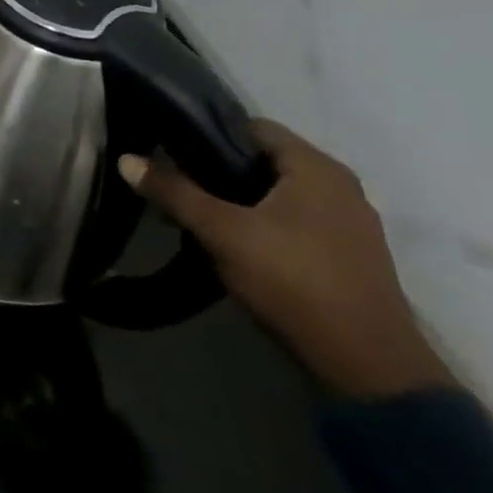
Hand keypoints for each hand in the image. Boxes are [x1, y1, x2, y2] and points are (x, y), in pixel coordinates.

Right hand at [120, 120, 454, 398]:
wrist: (366, 365)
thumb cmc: (293, 280)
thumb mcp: (222, 232)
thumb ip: (174, 192)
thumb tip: (126, 158)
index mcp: (317, 169)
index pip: (253, 127)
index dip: (208, 132)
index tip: (169, 149)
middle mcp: (340, 187)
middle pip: (264, 161)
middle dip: (217, 170)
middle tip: (175, 185)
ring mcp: (349, 223)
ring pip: (277, 193)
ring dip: (237, 200)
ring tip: (195, 216)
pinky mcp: (348, 255)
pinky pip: (293, 220)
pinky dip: (261, 223)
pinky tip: (233, 244)